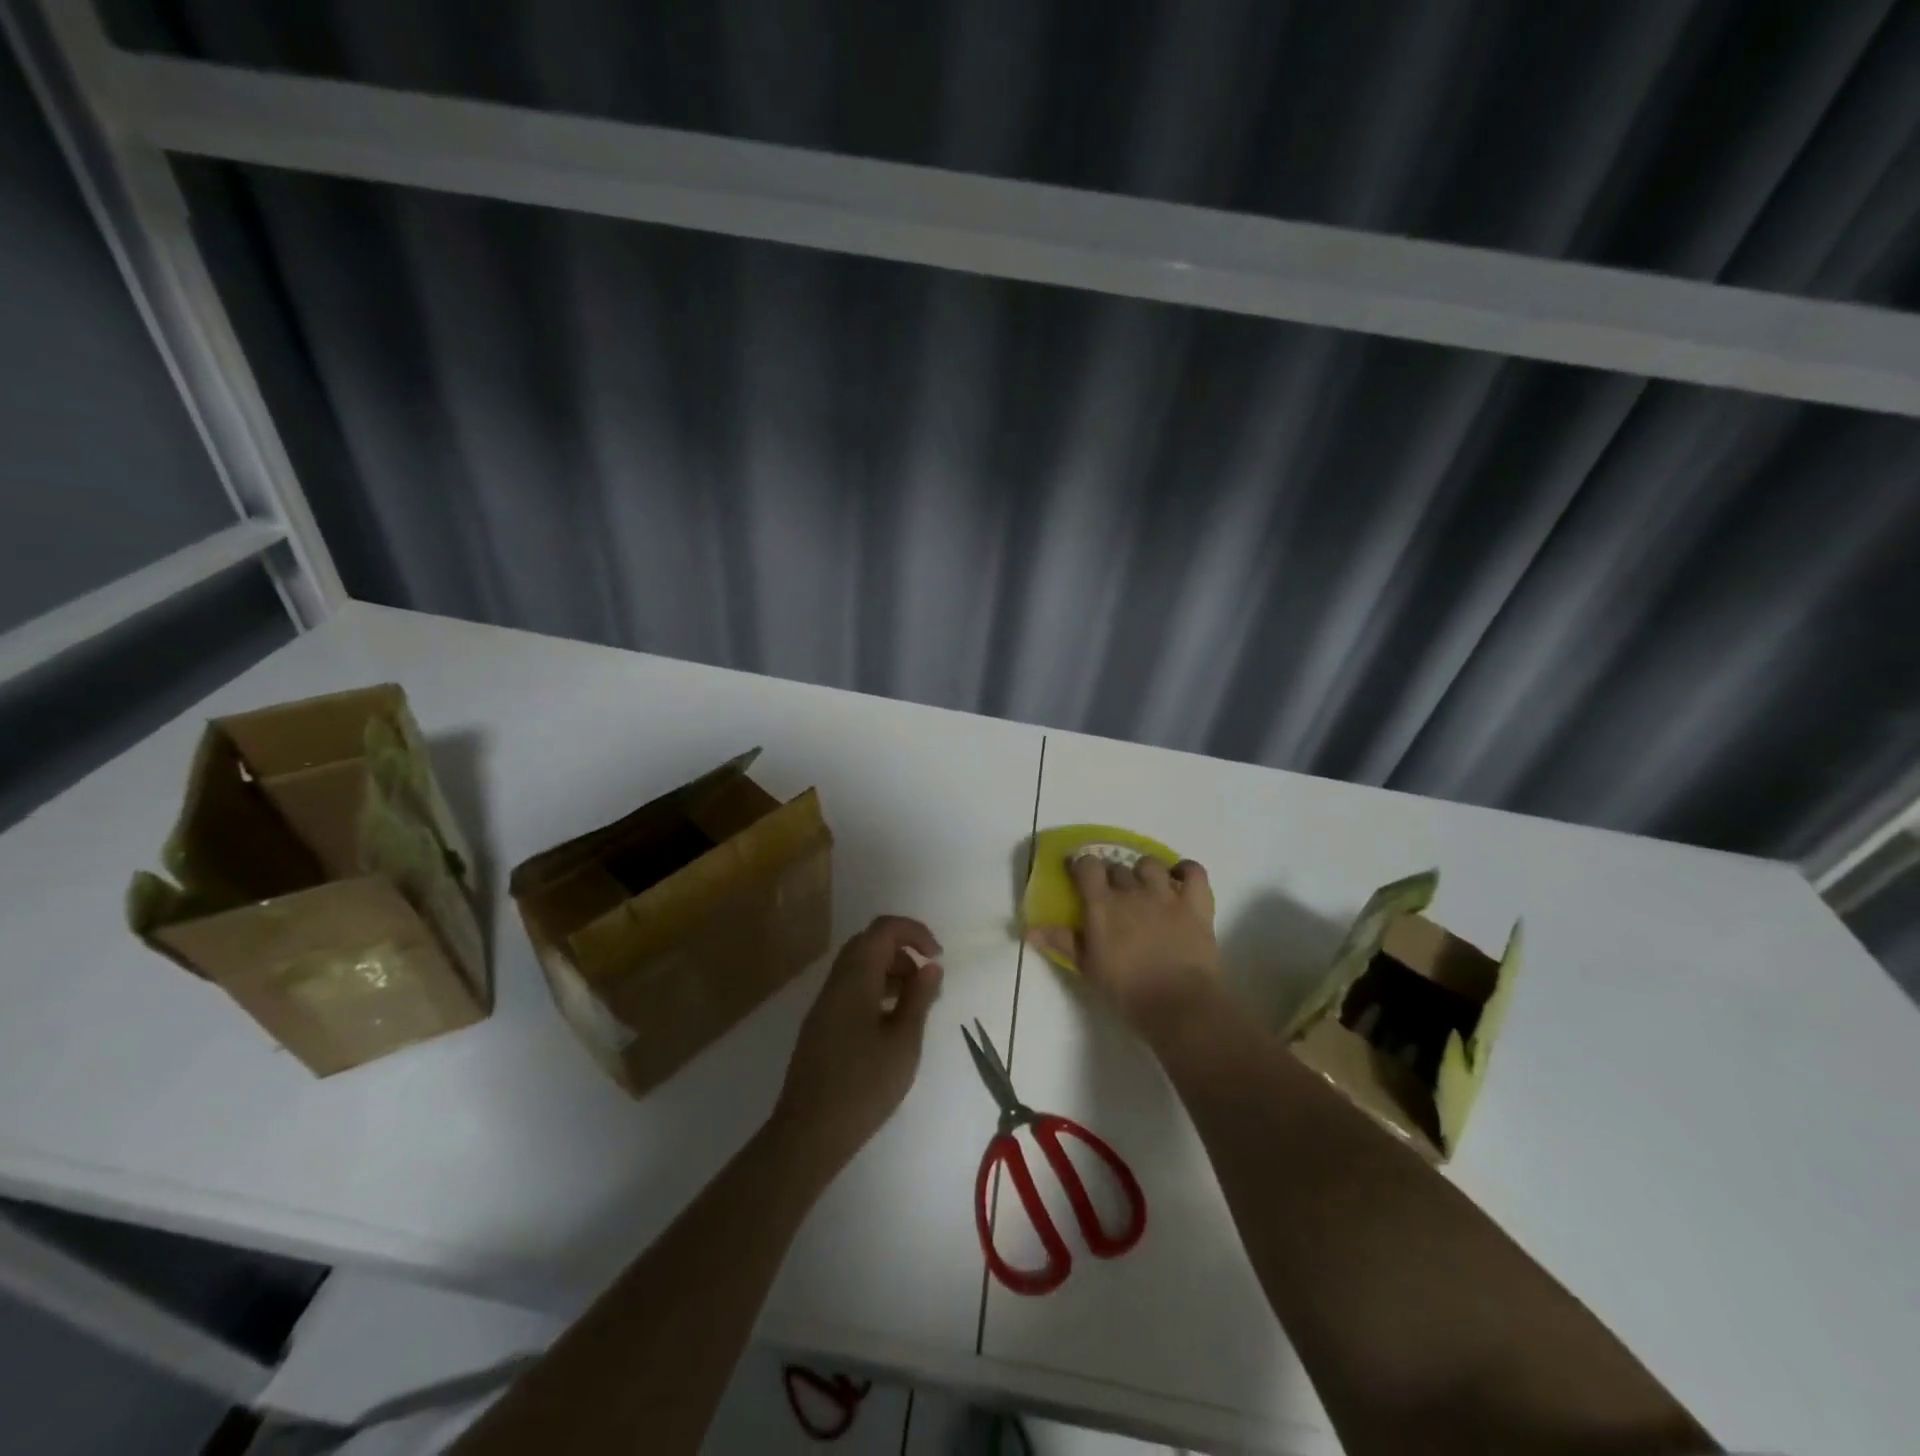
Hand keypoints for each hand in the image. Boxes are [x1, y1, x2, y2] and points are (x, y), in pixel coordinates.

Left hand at [773, 915, 944, 1175]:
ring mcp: (825, 1003)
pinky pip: (851, 988)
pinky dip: (875, 989)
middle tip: (927, 979)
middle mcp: (836, 982)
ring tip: (915, 1003)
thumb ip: (919, 998)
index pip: (883, 929)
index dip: (914, 932)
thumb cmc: (864, 1085)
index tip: (937, 956)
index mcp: (855, 977)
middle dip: (903, 950)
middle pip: (869, 943)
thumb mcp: (903, 1042)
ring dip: (890, 971)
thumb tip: (930, 966)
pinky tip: (891, 1022)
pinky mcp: (821, 1024)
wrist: (809, 1132)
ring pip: (859, 966)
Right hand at [1028, 855, 1218, 1036]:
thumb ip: (1062, 942)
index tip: (1079, 873)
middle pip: (1117, 867)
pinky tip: (1180, 878)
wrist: (1179, 1004)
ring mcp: (1166, 894)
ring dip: (1144, 871)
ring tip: (1144, 887)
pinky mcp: (1195, 903)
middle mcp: (1132, 891)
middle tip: (1111, 895)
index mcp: (1102, 904)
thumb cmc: (1127, 991)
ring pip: (1150, 864)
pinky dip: (1186, 870)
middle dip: (1112, 875)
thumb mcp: (1088, 968)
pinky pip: (1193, 871)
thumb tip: (1030, 929)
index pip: (1087, 866)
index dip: (1082, 865)